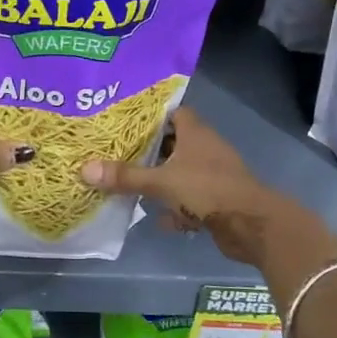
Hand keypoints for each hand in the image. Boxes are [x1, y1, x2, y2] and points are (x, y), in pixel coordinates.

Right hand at [80, 108, 281, 267]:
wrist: (252, 225)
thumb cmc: (206, 190)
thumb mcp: (160, 182)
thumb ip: (125, 176)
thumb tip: (84, 169)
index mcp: (195, 133)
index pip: (172, 112)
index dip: (151, 115)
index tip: (126, 121)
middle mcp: (206, 148)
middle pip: (174, 143)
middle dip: (150, 150)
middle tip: (119, 153)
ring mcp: (214, 174)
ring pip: (182, 172)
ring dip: (162, 180)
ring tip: (133, 184)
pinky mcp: (218, 199)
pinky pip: (192, 199)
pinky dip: (178, 208)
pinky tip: (161, 219)